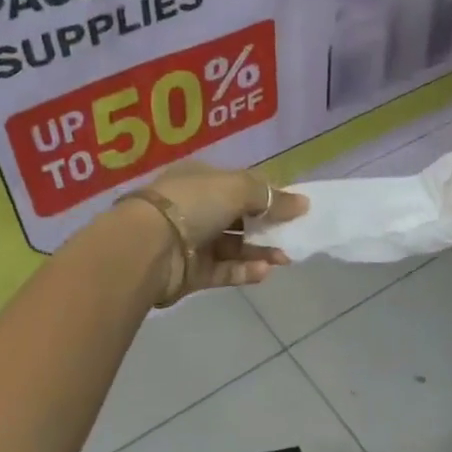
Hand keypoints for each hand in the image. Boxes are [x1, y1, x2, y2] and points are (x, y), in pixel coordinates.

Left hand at [146, 161, 307, 293]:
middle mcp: (196, 208)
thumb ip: (272, 196)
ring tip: (285, 257)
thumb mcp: (238, 188)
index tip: (295, 208)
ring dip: (261, 251)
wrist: (148, 247)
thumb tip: (303, 203)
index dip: (268, 195)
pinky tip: (264, 271)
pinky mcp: (192, 272)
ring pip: (235, 246)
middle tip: (294, 236)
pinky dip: (244, 270)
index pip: (240, 185)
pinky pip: (224, 270)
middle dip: (268, 226)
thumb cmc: (194, 204)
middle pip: (240, 217)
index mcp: (201, 179)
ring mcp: (192, 242)